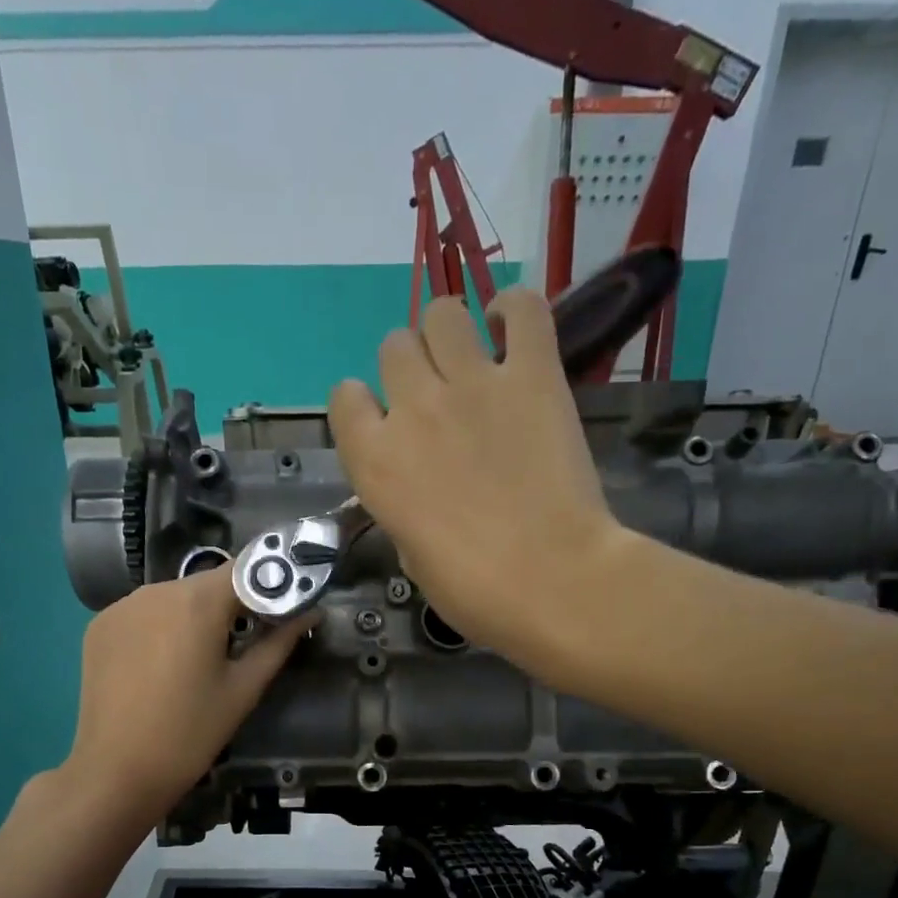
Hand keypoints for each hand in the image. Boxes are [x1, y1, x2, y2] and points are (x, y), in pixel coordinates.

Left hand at [60, 566, 312, 824]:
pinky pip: (143, 613)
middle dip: (231, 604)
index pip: (246, 568)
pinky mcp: (99, 626)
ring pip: (174, 597)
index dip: (270, 582)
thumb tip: (310, 612)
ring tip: (200, 659)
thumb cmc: (191, 733)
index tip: (283, 608)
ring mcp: (121, 606)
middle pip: (207, 584)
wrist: (116, 772)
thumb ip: (279, 643)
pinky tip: (162, 665)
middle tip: (245, 642)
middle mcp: (156, 590)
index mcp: (197, 602)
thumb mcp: (244, 689)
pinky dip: (160, 627)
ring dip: (194, 616)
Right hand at [328, 290, 634, 680]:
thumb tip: (418, 493)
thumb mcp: (413, 558)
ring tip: (472, 363)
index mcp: (374, 461)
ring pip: (442, 314)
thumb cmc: (474, 591)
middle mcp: (413, 409)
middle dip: (410, 368)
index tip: (386, 426)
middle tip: (438, 400)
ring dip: (450, 334)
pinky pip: (521, 307)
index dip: (363, 408)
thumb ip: (403, 509)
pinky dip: (513, 312)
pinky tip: (512, 334)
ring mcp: (473, 384)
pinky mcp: (533, 374)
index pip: (344, 398)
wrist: (552, 580)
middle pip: (394, 347)